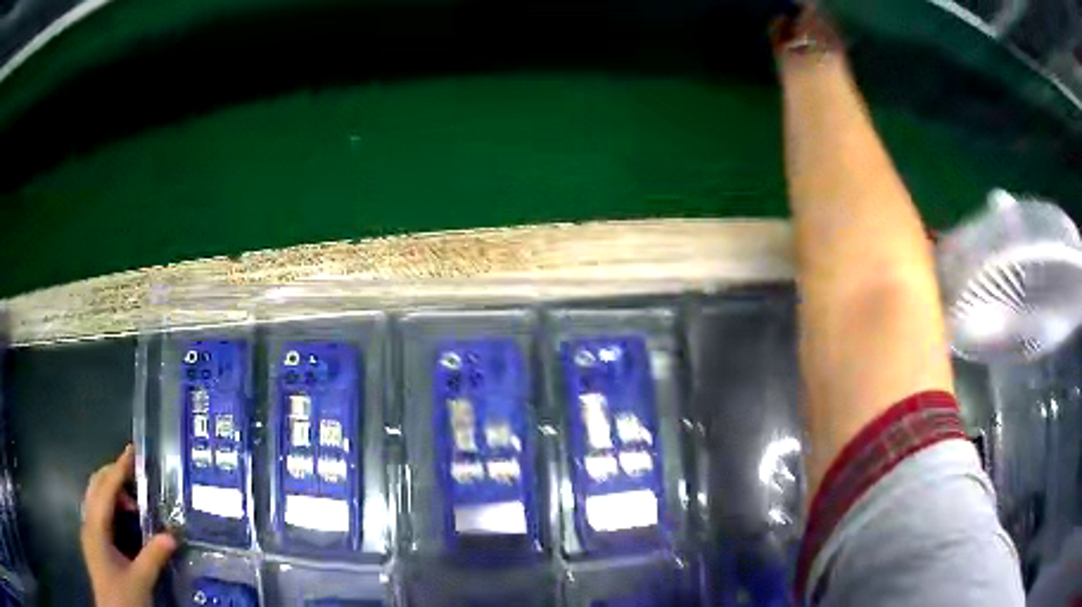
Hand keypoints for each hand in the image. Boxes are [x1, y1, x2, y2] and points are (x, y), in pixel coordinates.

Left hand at [81, 445, 176, 606]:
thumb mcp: (140, 581)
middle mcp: (89, 523)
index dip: (119, 469)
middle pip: (96, 486)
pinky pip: (98, 511)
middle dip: (113, 474)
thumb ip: (153, 557)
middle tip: (135, 472)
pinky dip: (110, 505)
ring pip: (95, 497)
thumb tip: (173, 535)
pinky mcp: (94, 542)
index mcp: (96, 527)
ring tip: (134, 501)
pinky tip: (124, 520)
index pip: (106, 490)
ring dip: (112, 490)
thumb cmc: (123, 597)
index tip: (132, 452)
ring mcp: (89, 532)